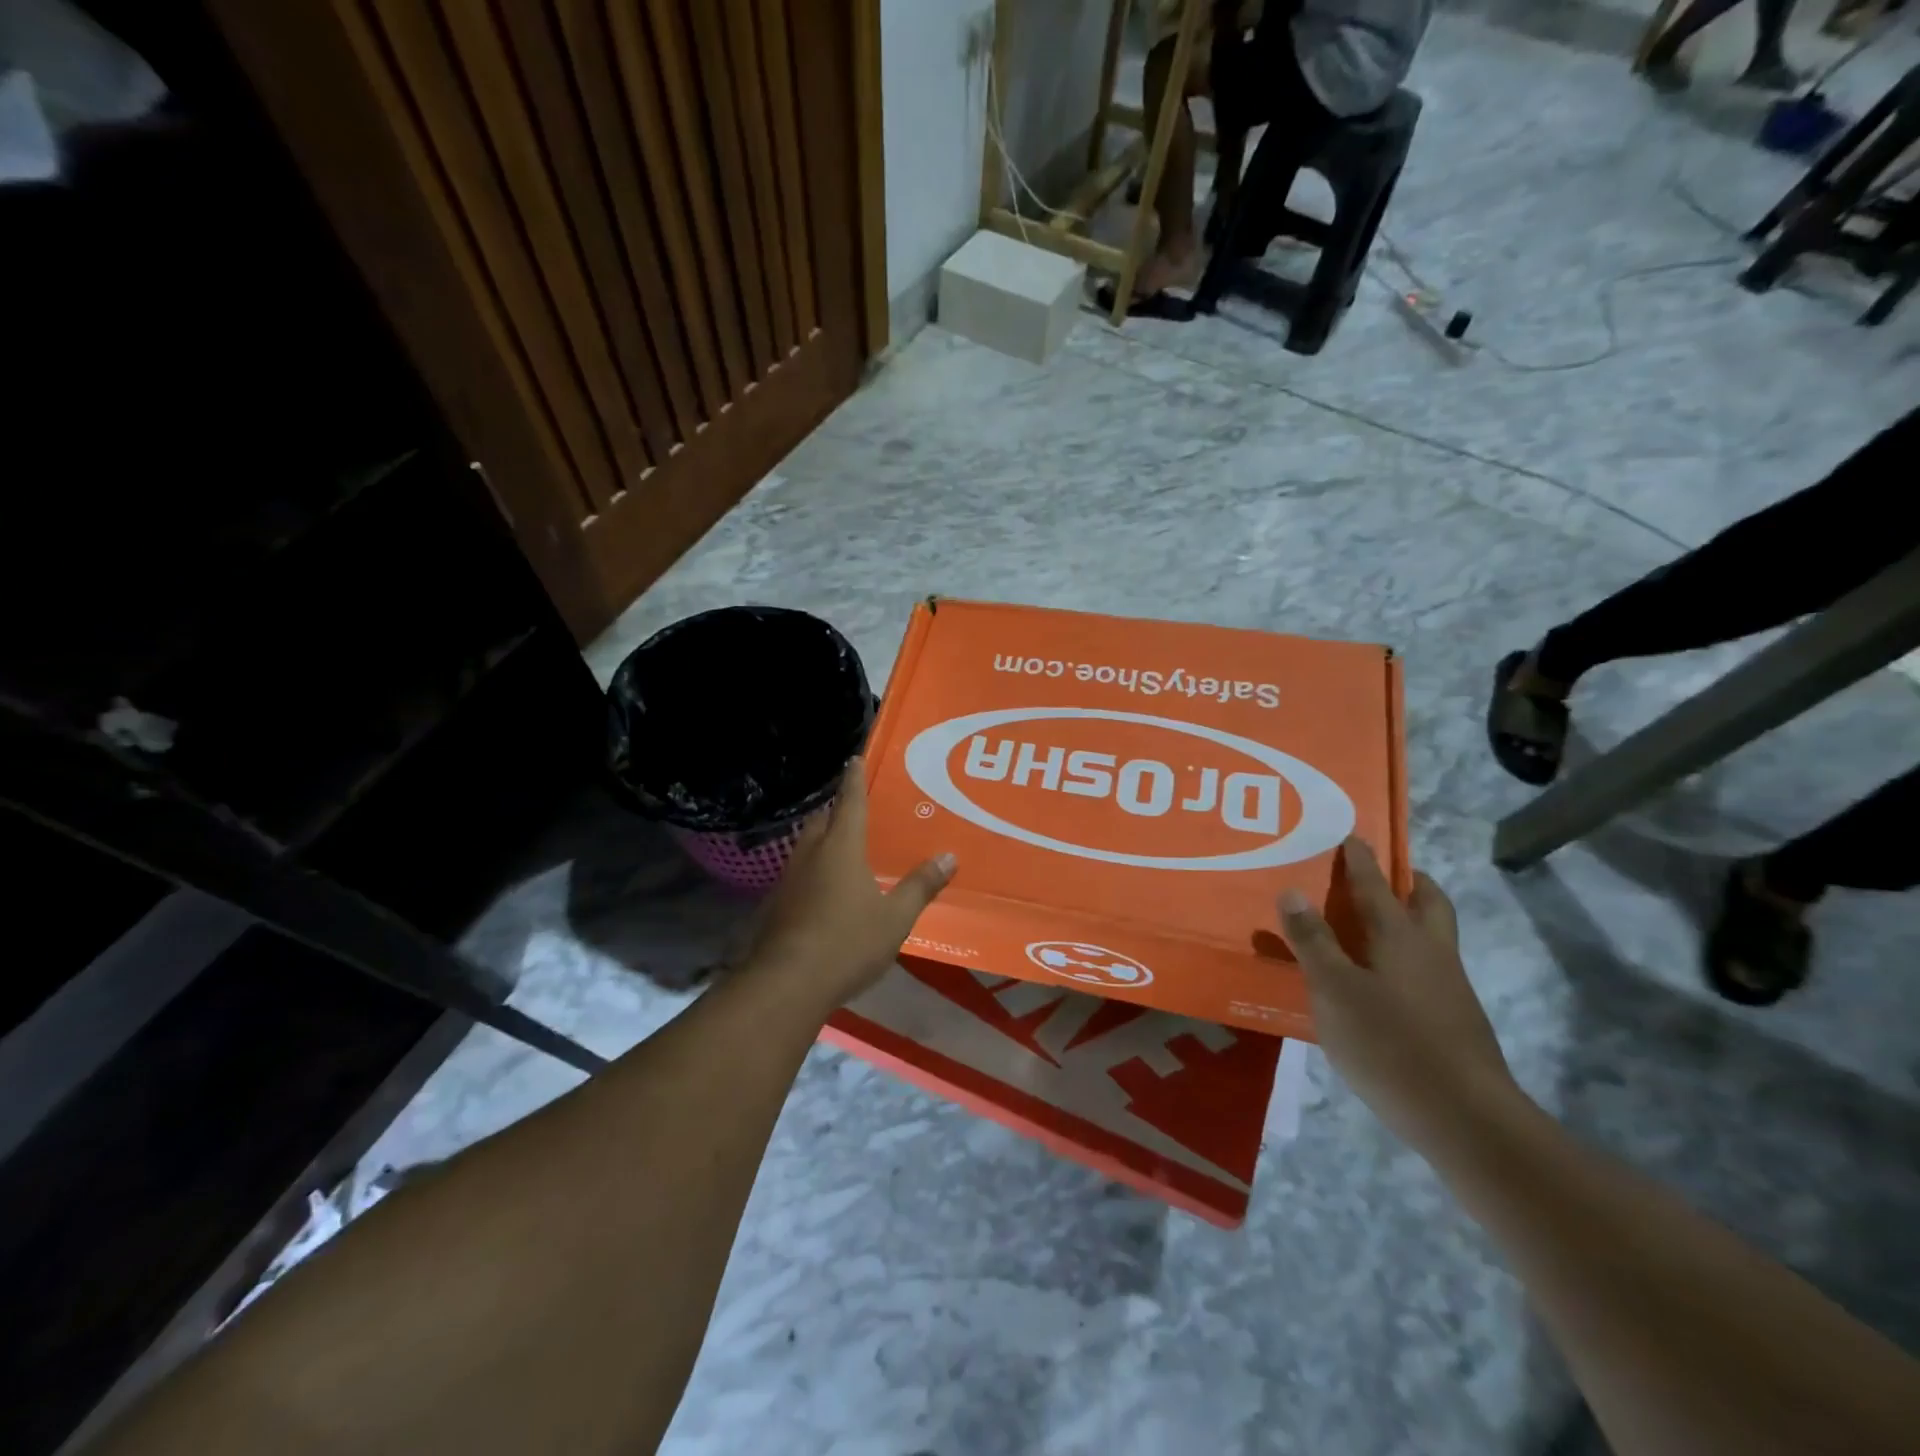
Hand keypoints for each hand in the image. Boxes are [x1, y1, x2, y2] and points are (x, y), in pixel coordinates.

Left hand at [743, 759, 955, 1009]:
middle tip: (855, 810)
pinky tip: (824, 891)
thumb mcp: (895, 918)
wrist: (787, 983)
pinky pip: (799, 875)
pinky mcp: (777, 905)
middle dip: (836, 811)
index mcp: (841, 848)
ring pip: (807, 847)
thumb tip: (948, 856)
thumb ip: (920, 886)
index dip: (854, 780)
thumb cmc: (847, 942)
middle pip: (822, 820)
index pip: (850, 802)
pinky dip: (813, 871)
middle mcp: (811, 854)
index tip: (854, 758)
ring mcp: (789, 880)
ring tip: (842, 848)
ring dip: (823, 840)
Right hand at [1279, 838, 1520, 1154]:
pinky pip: (1427, 969)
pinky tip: (1379, 983)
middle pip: (1428, 902)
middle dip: (1407, 882)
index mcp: (1400, 936)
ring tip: (1369, 927)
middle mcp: (1431, 951)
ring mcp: (1449, 987)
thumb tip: (1293, 889)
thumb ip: (1312, 941)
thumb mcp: (1334, 990)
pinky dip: (1405, 958)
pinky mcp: (1455, 1020)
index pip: (1377, 884)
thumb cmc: (1390, 1043)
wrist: (1466, 1118)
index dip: (1361, 860)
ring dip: (1408, 920)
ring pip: (1432, 936)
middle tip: (1379, 876)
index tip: (1352, 836)